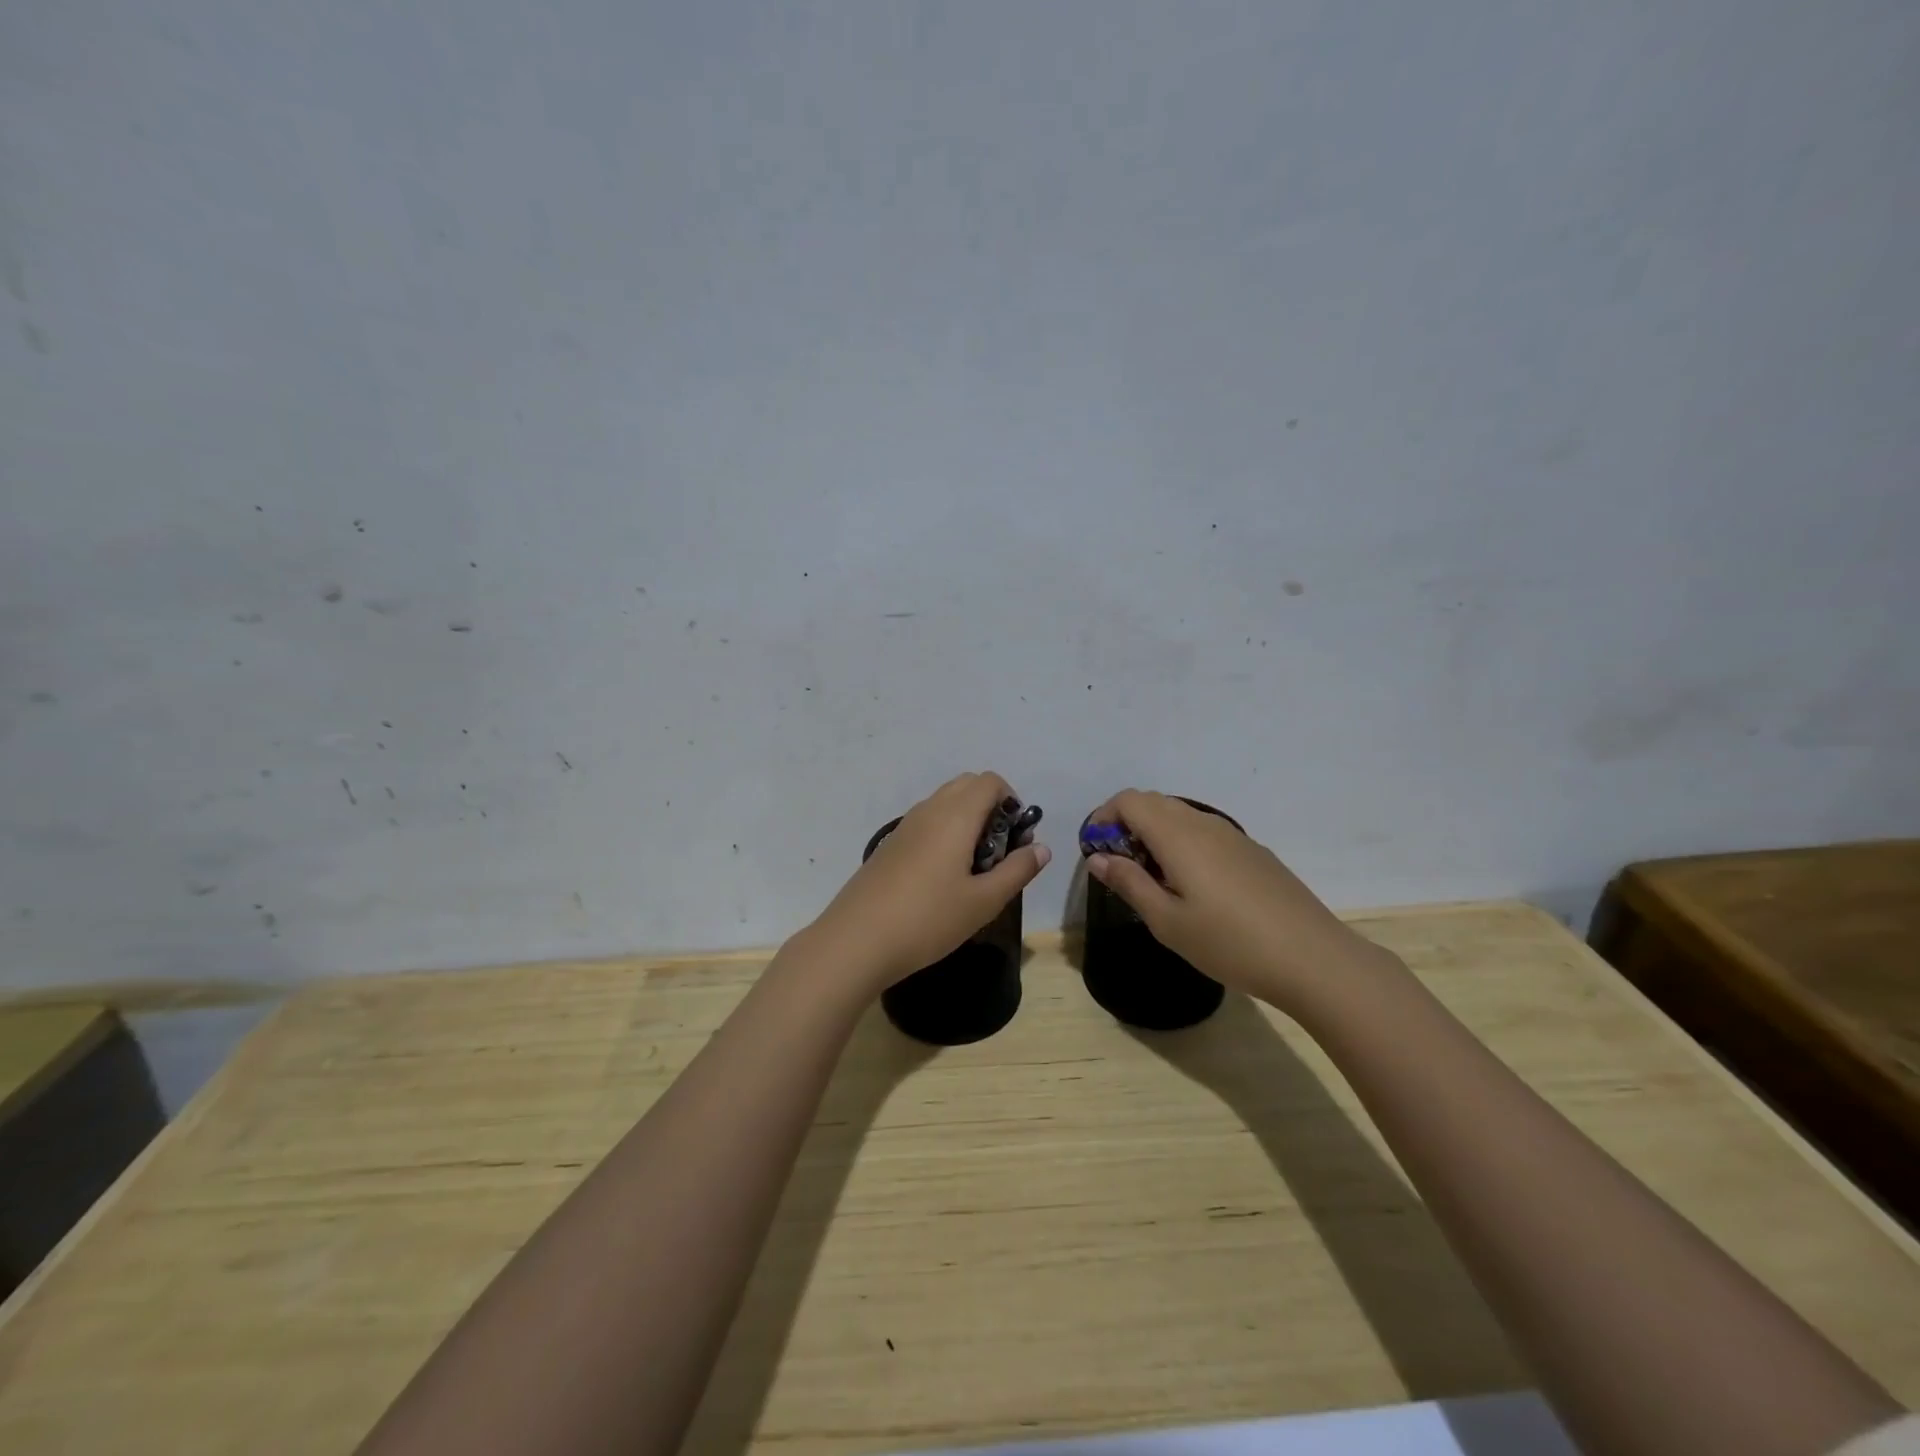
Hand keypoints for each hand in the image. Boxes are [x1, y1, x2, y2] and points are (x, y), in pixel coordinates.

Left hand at [808, 772, 1050, 992]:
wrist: (856, 940)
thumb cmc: (928, 919)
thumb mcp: (983, 901)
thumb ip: (1017, 871)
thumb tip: (1042, 848)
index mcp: (955, 815)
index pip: (990, 781)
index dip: (1012, 800)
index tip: (1017, 838)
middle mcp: (929, 810)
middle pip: (967, 785)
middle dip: (991, 807)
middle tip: (999, 852)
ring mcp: (905, 826)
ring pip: (944, 803)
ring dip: (967, 820)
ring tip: (974, 868)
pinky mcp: (890, 845)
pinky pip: (926, 822)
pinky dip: (944, 833)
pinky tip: (943, 878)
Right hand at [1082, 789, 1386, 1012]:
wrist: (1313, 958)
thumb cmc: (1229, 943)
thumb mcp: (1167, 921)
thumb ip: (1129, 883)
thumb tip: (1098, 857)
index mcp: (1178, 835)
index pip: (1129, 801)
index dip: (1104, 817)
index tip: (1095, 851)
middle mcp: (1204, 823)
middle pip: (1154, 802)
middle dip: (1126, 824)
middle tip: (1120, 867)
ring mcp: (1233, 835)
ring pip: (1180, 816)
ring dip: (1155, 834)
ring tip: (1154, 880)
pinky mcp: (1253, 851)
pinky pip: (1204, 832)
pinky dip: (1182, 843)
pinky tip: (1193, 887)